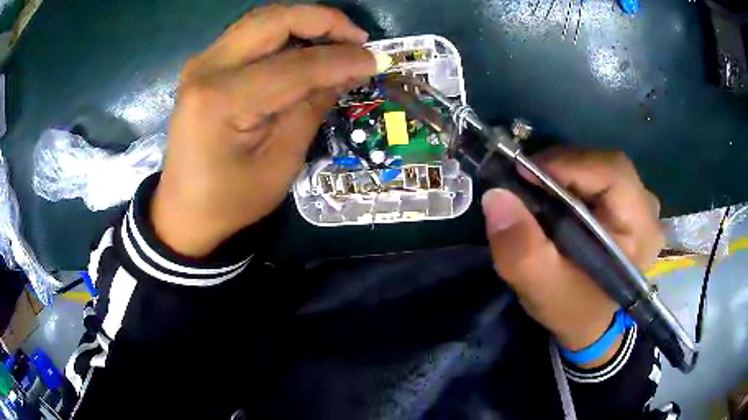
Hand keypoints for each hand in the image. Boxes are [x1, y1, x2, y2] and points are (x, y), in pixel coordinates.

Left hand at [152, 5, 387, 256]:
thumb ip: (312, 107)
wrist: (184, 208)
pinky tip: (305, 46)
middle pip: (275, 20)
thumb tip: (350, 70)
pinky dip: (284, 32)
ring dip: (304, 22)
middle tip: (357, 39)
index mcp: (223, 100)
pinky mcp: (204, 65)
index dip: (341, 59)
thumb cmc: (231, 198)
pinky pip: (250, 33)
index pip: (295, 65)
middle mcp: (208, 68)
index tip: (377, 59)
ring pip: (263, 19)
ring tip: (338, 39)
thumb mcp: (281, 163)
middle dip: (323, 21)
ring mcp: (202, 62)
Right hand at [481, 149, 663, 366]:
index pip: (612, 173)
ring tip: (538, 194)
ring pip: (599, 166)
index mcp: (640, 230)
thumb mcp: (541, 288)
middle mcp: (647, 209)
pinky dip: (572, 180)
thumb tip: (496, 195)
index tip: (524, 174)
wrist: (589, 324)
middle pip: (604, 164)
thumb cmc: (572, 310)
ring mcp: (640, 204)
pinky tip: (556, 198)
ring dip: (564, 174)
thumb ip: (520, 249)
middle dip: (561, 169)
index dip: (568, 165)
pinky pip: (599, 176)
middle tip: (526, 185)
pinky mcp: (629, 203)